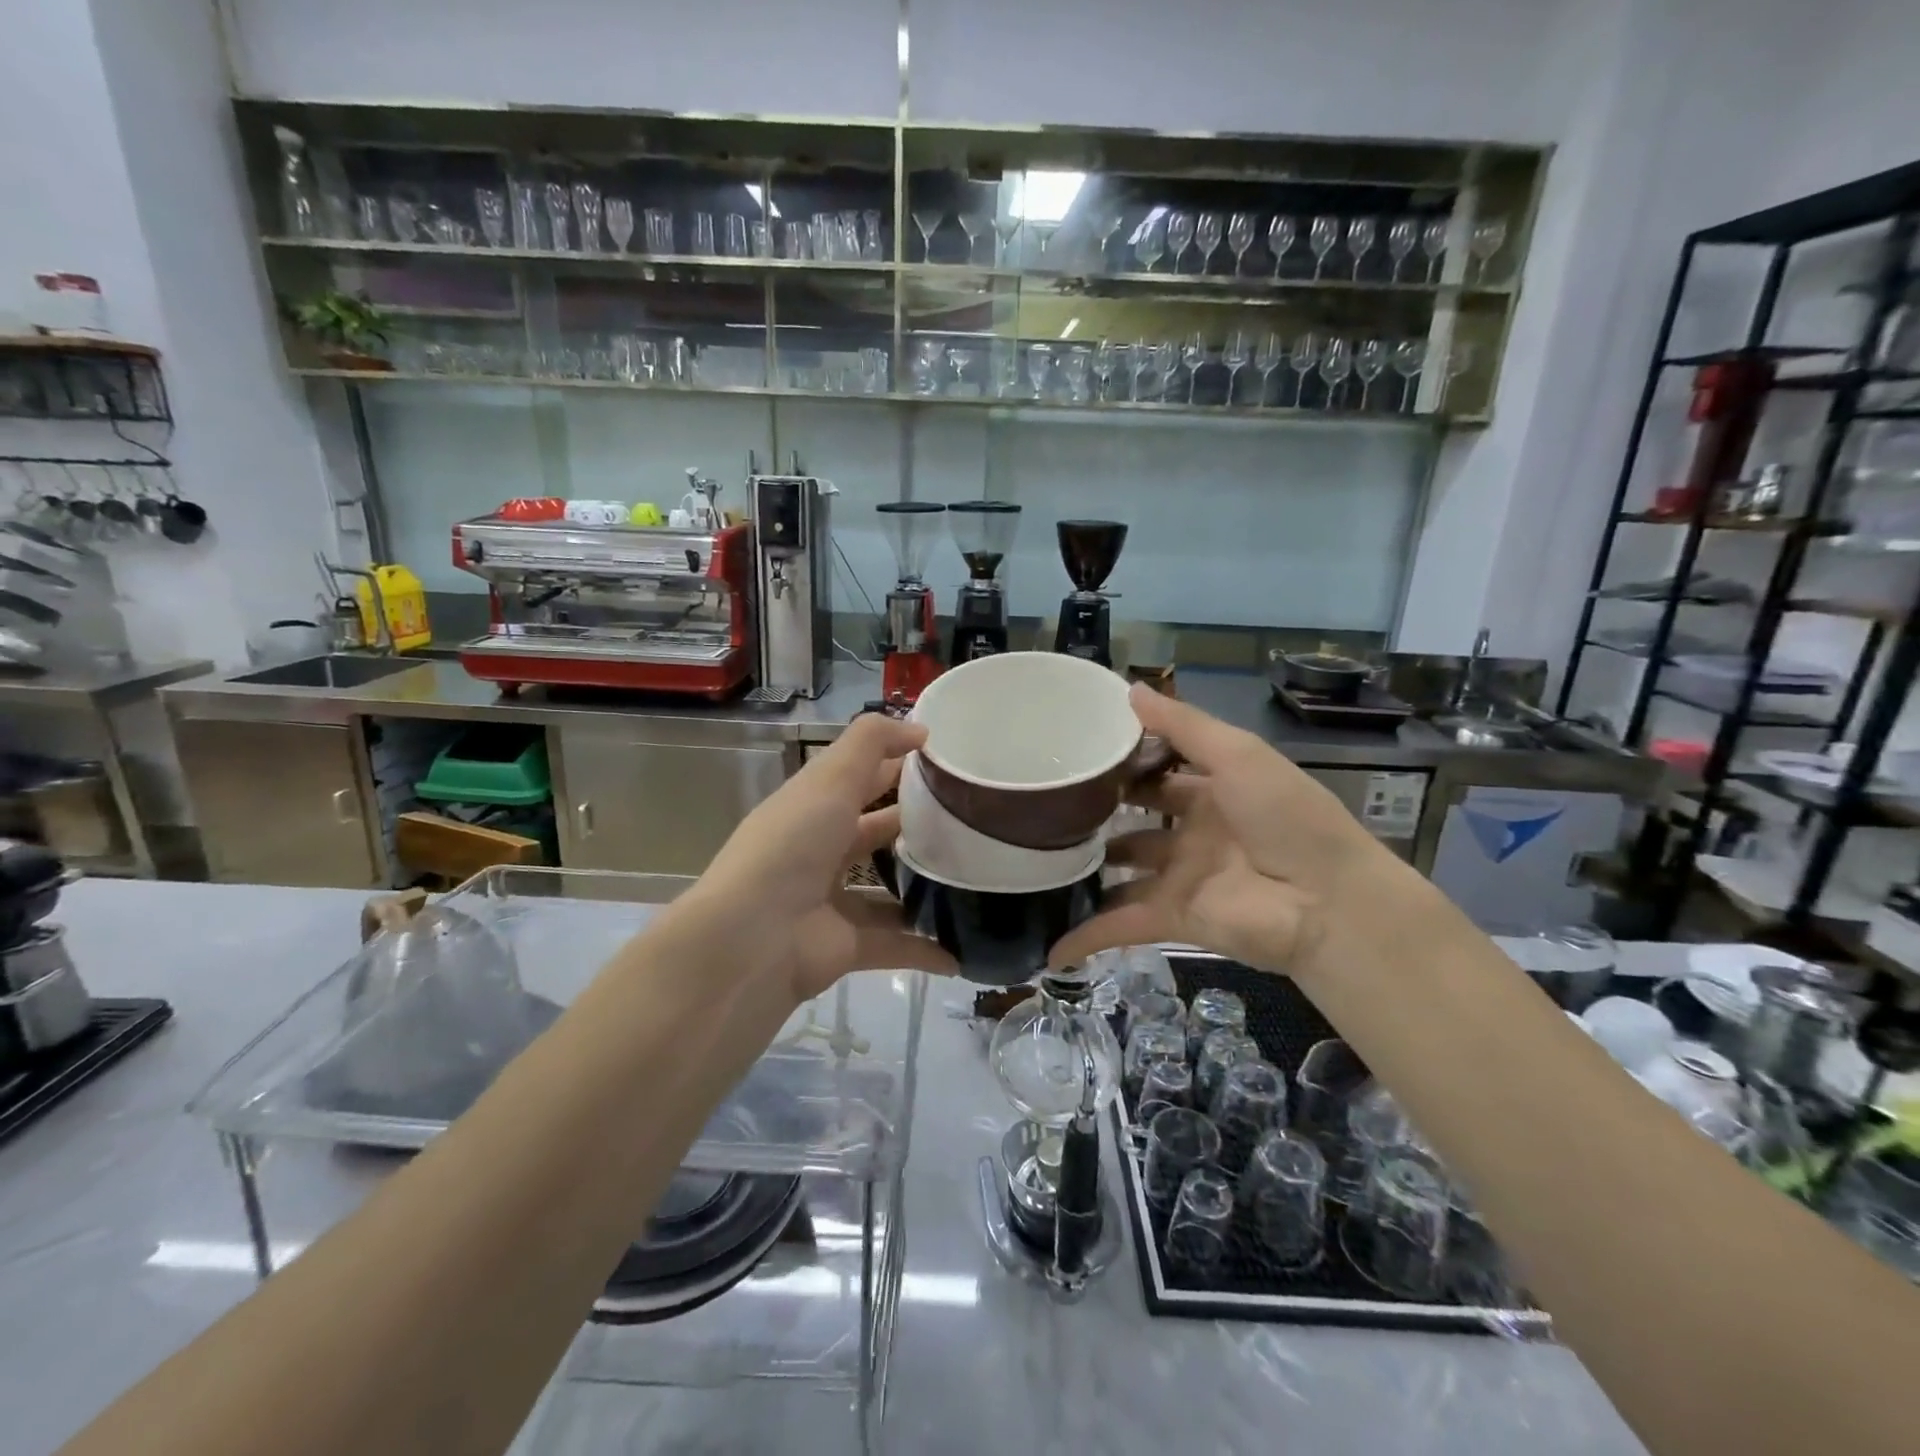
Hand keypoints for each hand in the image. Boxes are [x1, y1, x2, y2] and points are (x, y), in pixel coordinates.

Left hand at [678, 713, 955, 1001]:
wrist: (751, 939)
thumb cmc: (792, 845)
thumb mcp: (830, 778)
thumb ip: (873, 743)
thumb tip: (920, 729)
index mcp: (813, 808)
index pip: (862, 779)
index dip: (900, 766)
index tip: (952, 763)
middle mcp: (822, 852)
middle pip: (877, 832)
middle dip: (918, 826)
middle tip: (975, 821)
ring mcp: (834, 902)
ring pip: (890, 891)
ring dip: (926, 888)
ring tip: (979, 879)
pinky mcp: (847, 947)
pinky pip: (897, 945)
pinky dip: (928, 950)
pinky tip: (965, 948)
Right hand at [1049, 685, 1400, 980]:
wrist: (1328, 903)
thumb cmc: (1285, 817)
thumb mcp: (1237, 755)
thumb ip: (1183, 725)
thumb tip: (1129, 688)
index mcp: (1214, 792)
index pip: (1159, 772)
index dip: (1125, 763)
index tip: (1077, 752)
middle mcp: (1195, 833)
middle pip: (1136, 821)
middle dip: (1099, 814)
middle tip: (1047, 803)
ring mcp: (1182, 878)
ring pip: (1122, 872)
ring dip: (1087, 871)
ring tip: (1036, 858)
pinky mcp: (1172, 918)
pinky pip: (1120, 926)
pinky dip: (1086, 938)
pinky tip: (1050, 950)